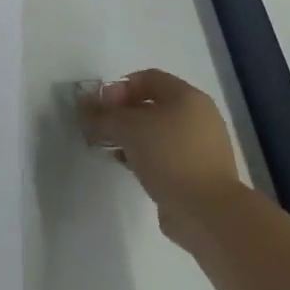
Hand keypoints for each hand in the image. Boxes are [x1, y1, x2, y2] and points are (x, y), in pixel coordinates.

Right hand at [80, 68, 241, 237]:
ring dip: (131, 136)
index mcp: (187, 97)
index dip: (118, 87)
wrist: (206, 211)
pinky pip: (165, 154)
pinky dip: (144, 155)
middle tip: (101, 127)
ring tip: (110, 148)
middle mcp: (199, 116)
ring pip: (157, 131)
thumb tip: (82, 104)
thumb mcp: (126, 128)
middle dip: (121, 113)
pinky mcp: (198, 171)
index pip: (147, 78)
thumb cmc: (168, 155)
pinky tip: (127, 165)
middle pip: (152, 104)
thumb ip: (101, 114)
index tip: (99, 106)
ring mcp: (201, 146)